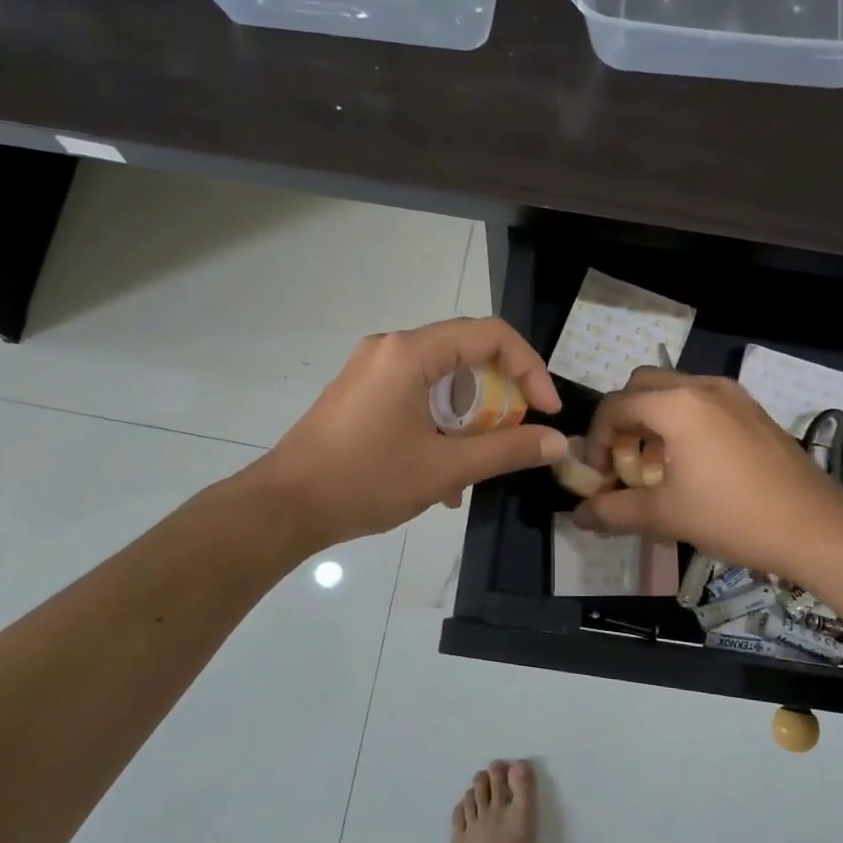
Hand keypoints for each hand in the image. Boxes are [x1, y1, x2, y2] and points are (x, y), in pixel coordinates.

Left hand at [257, 318, 566, 550]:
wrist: (284, 507)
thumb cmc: (365, 481)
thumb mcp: (445, 468)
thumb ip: (507, 450)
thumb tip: (558, 442)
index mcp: (410, 352)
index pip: (491, 335)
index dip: (529, 369)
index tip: (546, 412)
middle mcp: (391, 348)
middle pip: (466, 353)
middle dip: (501, 395)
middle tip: (516, 435)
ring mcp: (371, 370)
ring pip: (442, 379)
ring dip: (471, 416)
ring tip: (479, 462)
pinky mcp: (361, 393)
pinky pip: (417, 395)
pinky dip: (441, 423)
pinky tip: (444, 474)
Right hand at [575, 369, 842, 580]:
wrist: (816, 527)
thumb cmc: (733, 517)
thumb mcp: (665, 516)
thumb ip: (613, 511)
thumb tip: (578, 516)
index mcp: (676, 405)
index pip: (615, 406)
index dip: (597, 440)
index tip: (599, 475)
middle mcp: (702, 386)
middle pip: (641, 386)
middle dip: (623, 420)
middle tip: (623, 461)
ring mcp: (733, 395)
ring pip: (674, 390)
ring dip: (653, 419)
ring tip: (655, 465)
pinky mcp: (753, 410)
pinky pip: (702, 401)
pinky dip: (683, 421)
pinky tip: (693, 463)